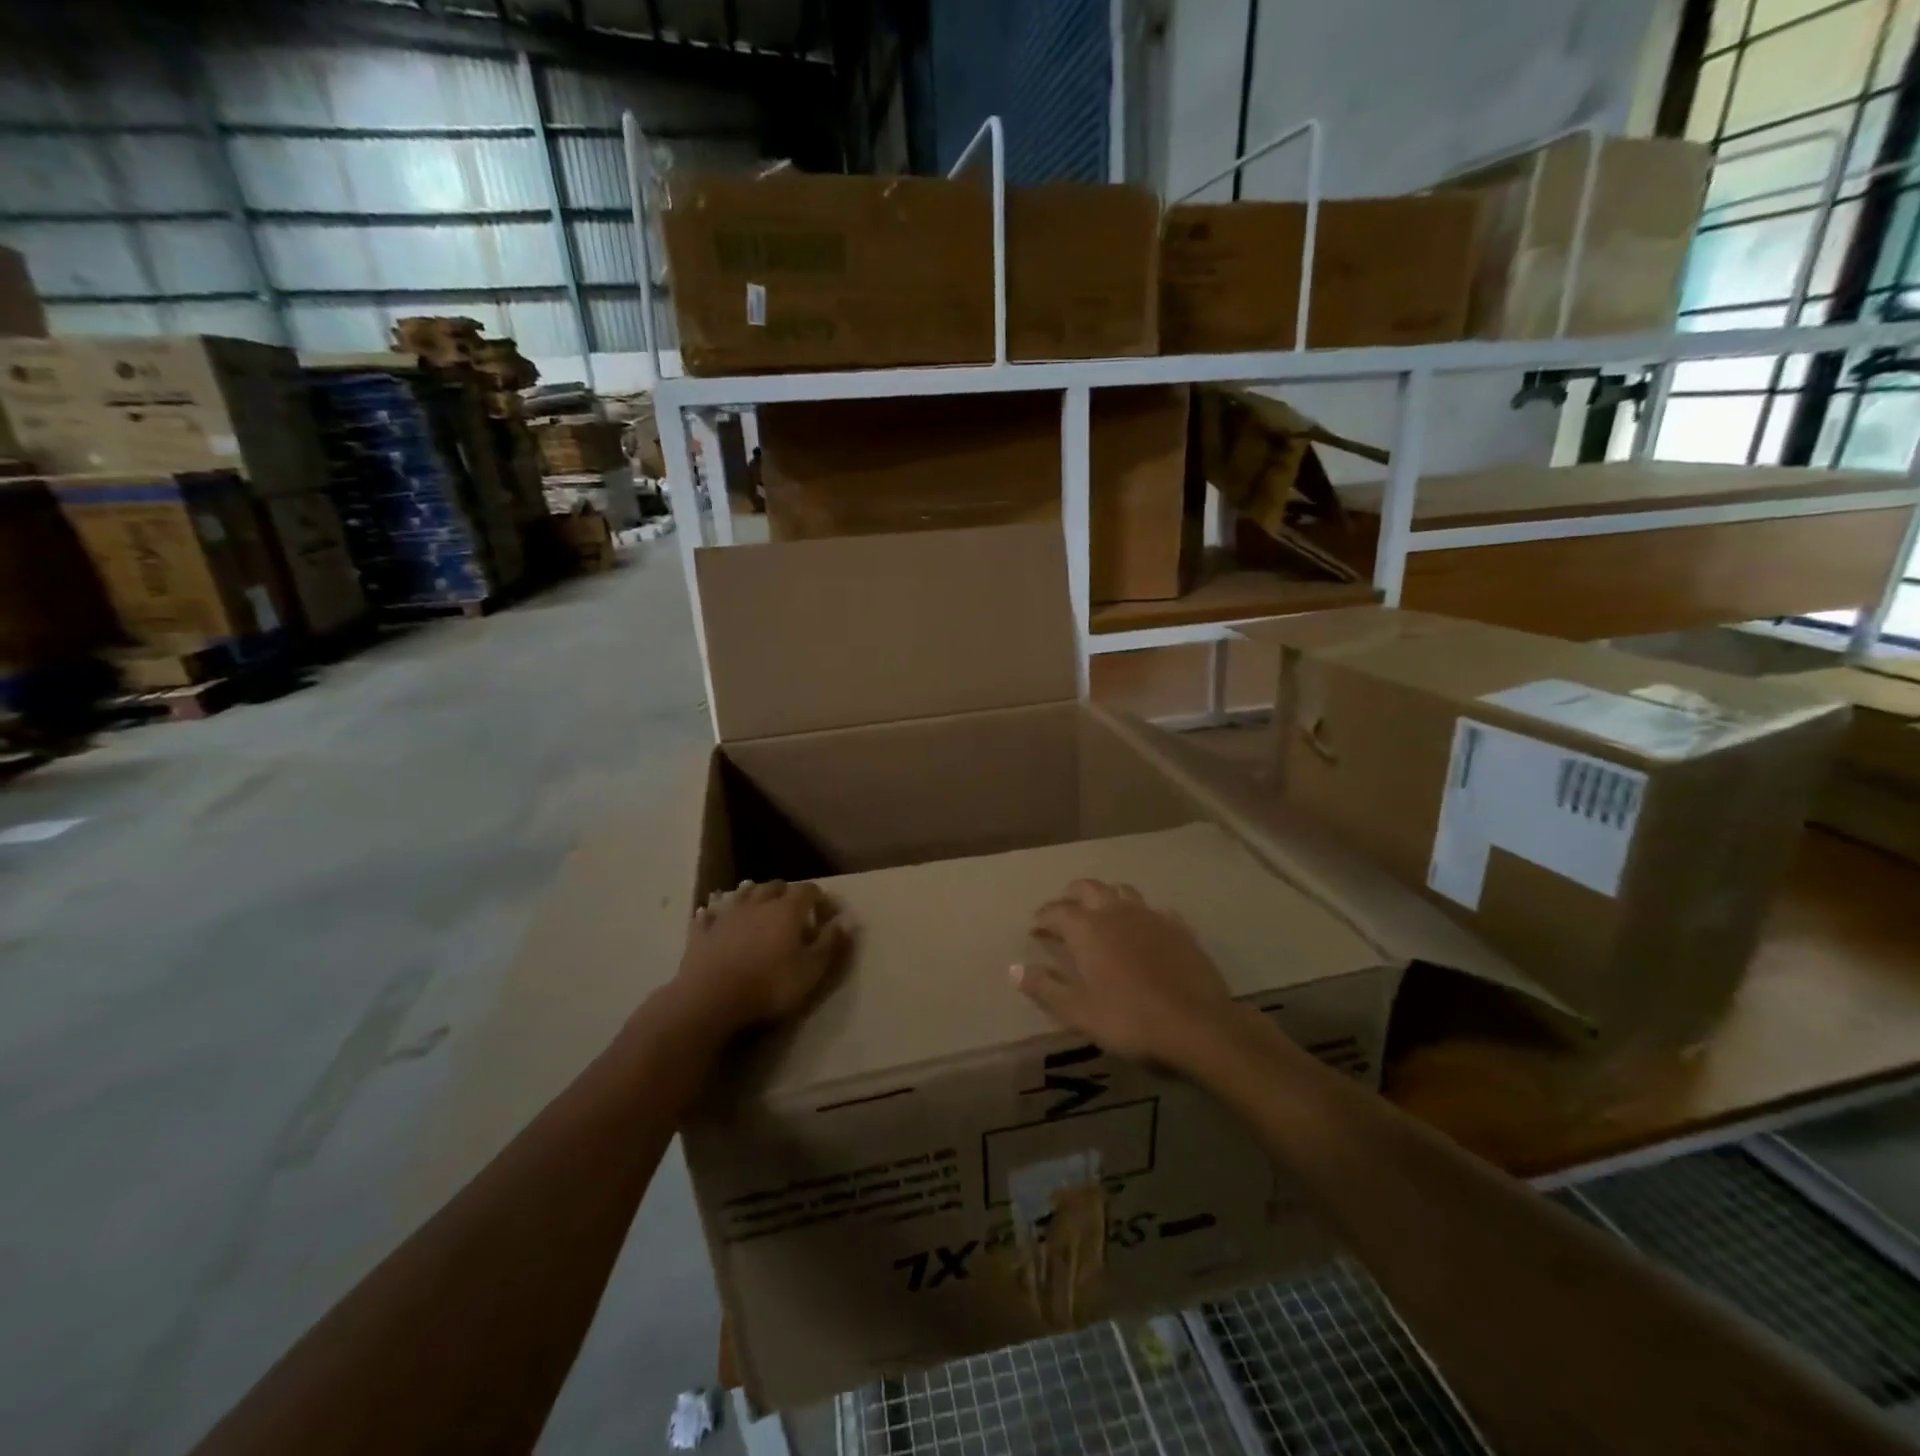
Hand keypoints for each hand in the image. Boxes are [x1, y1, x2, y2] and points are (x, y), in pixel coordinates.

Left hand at [676, 880, 849, 1036]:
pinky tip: (711, 913)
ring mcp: (727, 915)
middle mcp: (758, 903)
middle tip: (795, 911)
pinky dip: (714, 912)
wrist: (711, 999)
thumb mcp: (811, 970)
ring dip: (753, 895)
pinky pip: (709, 914)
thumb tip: (846, 921)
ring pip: (742, 893)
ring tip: (759, 905)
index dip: (821, 899)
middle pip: (775, 887)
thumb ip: (830, 943)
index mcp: (787, 910)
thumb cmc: (769, 985)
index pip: (809, 890)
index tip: (828, 915)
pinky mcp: (702, 932)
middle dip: (788, 894)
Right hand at [1013, 879, 1237, 1066]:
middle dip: (1072, 895)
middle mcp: (1116, 912)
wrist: (1196, 1024)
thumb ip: (1044, 987)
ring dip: (1107, 897)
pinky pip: (1155, 911)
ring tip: (1102, 913)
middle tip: (1064, 909)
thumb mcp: (1077, 1011)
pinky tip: (1144, 929)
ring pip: (1123, 891)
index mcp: (1087, 928)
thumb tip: (1013, 968)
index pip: (1056, 911)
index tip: (1034, 927)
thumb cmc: (1128, 1018)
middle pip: (1089, 888)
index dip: (1042, 917)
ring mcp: (1151, 916)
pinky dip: (1142, 915)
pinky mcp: (1179, 928)